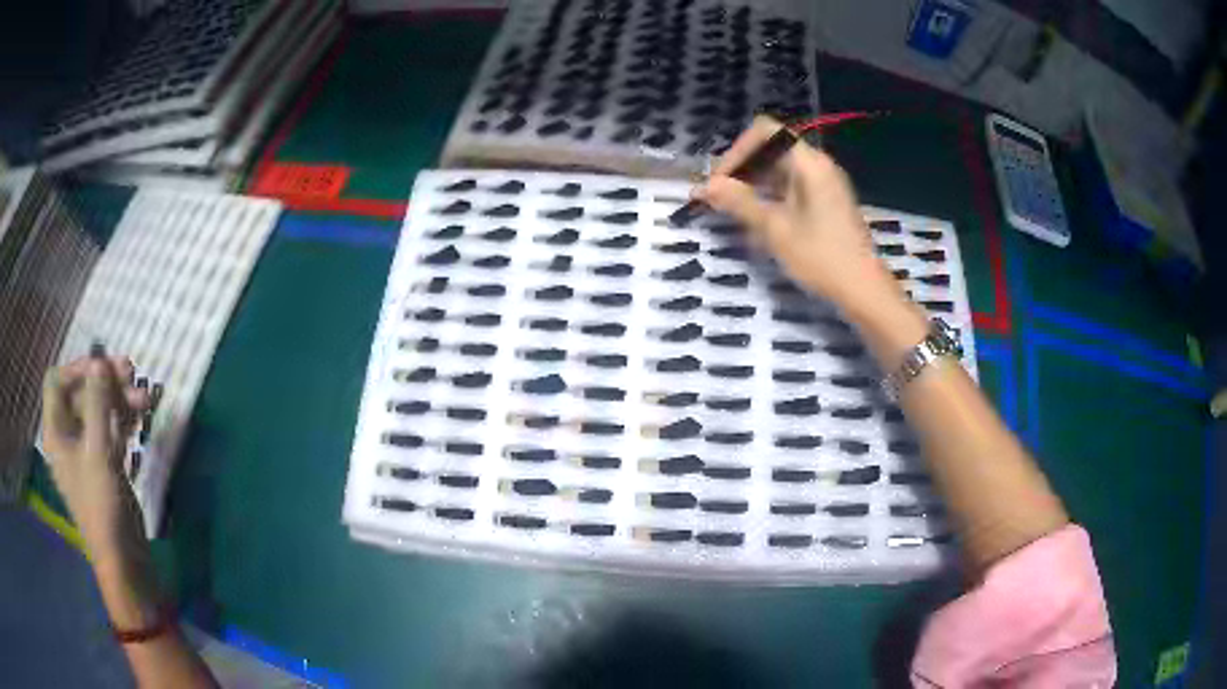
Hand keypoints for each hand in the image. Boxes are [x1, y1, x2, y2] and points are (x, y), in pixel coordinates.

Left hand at [41, 353, 150, 566]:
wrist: (124, 559)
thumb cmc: (102, 505)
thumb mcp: (98, 451)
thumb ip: (97, 403)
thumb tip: (99, 360)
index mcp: (56, 432)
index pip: (57, 382)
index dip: (77, 368)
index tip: (103, 366)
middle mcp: (67, 436)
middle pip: (81, 393)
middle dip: (106, 383)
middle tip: (132, 373)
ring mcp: (86, 451)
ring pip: (99, 411)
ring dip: (120, 400)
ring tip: (146, 399)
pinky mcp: (103, 464)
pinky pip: (110, 430)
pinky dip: (124, 420)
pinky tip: (142, 417)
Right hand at [695, 116, 903, 317]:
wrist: (863, 289)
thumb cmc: (821, 256)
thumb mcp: (775, 230)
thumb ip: (739, 202)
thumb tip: (705, 187)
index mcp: (809, 162)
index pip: (765, 133)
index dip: (737, 151)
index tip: (720, 181)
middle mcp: (818, 165)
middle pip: (771, 150)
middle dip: (742, 169)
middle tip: (719, 197)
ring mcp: (824, 183)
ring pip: (780, 170)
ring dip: (754, 184)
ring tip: (733, 210)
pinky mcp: (826, 202)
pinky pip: (792, 186)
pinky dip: (771, 196)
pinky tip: (758, 221)